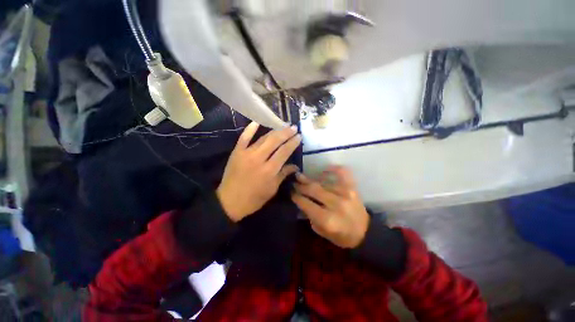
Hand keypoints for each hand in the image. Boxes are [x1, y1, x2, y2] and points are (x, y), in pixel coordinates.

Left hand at [217, 122, 301, 221]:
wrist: (229, 201)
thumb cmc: (254, 199)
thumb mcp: (272, 189)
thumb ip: (283, 174)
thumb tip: (295, 166)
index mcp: (269, 170)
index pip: (284, 151)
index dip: (293, 142)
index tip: (299, 136)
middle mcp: (258, 159)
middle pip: (275, 141)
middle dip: (286, 133)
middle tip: (293, 127)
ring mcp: (246, 153)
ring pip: (263, 138)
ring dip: (274, 131)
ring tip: (282, 125)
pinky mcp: (236, 152)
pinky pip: (244, 138)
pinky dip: (250, 129)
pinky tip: (257, 122)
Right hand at [292, 166, 369, 247]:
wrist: (365, 233)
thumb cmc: (342, 236)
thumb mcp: (322, 232)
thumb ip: (311, 216)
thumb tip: (302, 200)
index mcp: (328, 219)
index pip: (306, 203)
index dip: (296, 197)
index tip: (290, 192)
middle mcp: (336, 204)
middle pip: (313, 190)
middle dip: (300, 186)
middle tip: (293, 182)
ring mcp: (345, 194)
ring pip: (323, 183)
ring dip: (310, 180)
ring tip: (301, 176)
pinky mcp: (353, 188)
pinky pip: (342, 173)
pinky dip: (333, 169)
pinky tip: (324, 170)